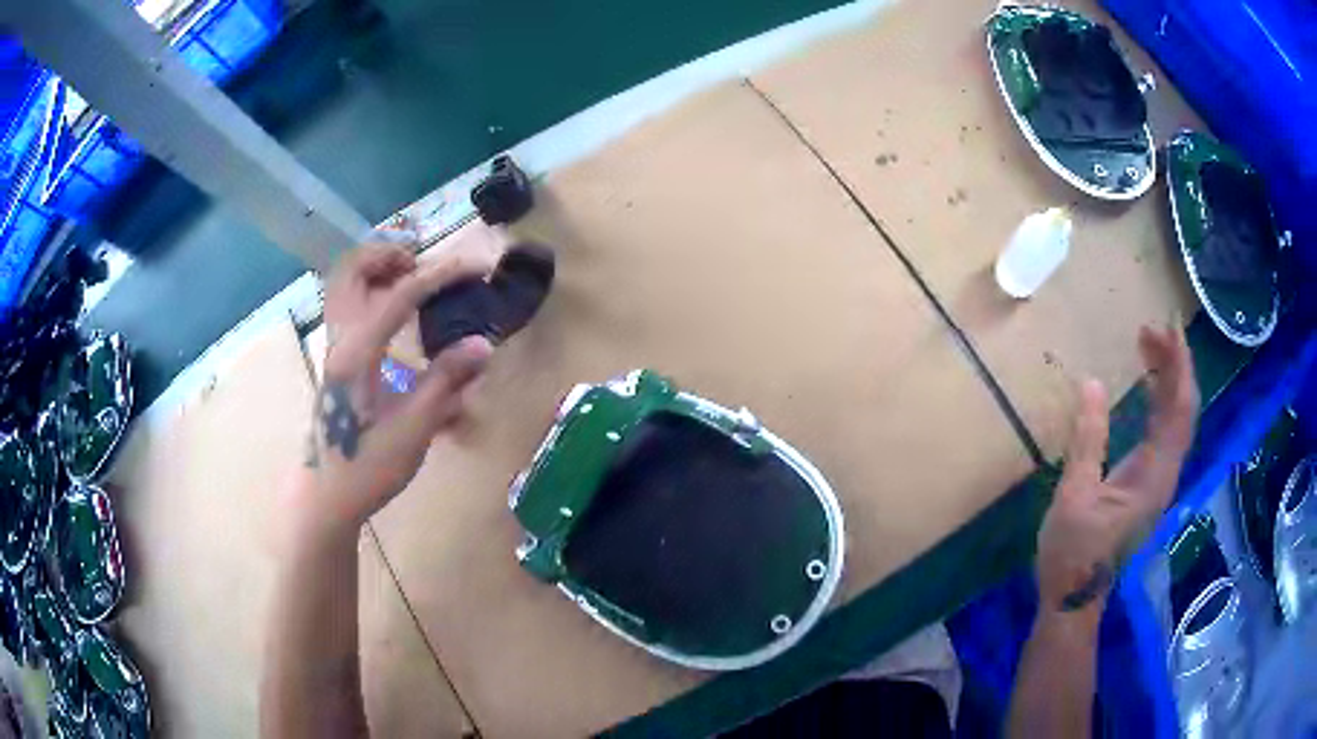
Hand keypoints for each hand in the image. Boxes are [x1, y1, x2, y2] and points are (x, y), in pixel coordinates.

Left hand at [295, 236, 497, 543]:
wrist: (327, 495)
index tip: (476, 267)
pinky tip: (395, 311)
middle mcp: (339, 339)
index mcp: (358, 353)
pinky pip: (345, 304)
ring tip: (412, 279)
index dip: (441, 275)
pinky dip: (368, 289)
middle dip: (390, 255)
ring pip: (342, 284)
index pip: (399, 295)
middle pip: (351, 270)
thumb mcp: (412, 429)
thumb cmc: (368, 467)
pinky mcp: (335, 359)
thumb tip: (484, 342)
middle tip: (426, 266)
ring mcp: (332, 347)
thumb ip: (445, 381)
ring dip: (375, 269)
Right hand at [1037, 324, 1199, 617]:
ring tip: (1148, 347)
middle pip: (1185, 408)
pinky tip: (1147, 387)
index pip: (1180, 408)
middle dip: (1175, 365)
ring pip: (1178, 419)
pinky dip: (1161, 401)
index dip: (1179, 366)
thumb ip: (1087, 441)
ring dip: (1169, 380)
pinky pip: (1166, 431)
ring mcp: (1160, 479)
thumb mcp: (1074, 497)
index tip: (1168, 328)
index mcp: (1154, 474)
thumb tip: (1092, 383)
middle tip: (1150, 330)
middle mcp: (1166, 473)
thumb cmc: (1073, 553)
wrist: (1074, 598)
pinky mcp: (1150, 483)